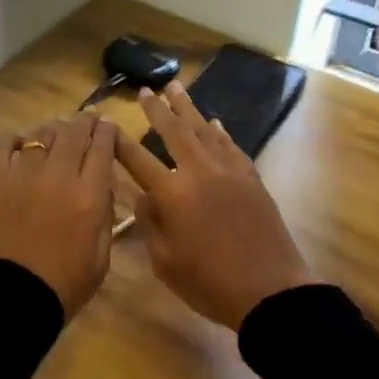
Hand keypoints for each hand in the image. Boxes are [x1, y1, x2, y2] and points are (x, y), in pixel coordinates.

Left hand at [0, 113, 119, 313]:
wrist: (7, 301)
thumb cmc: (62, 287)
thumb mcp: (101, 258)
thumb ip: (105, 217)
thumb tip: (102, 188)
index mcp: (89, 195)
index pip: (102, 147)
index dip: (107, 131)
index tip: (109, 125)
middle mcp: (58, 175)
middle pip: (73, 132)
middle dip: (84, 122)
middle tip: (88, 119)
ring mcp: (22, 173)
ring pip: (41, 134)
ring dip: (53, 130)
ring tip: (56, 132)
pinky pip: (2, 145)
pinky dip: (12, 140)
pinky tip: (18, 145)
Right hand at [117, 81, 314, 329]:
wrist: (270, 291)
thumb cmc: (211, 284)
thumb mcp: (166, 262)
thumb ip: (151, 224)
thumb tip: (145, 196)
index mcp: (173, 194)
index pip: (138, 160)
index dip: (120, 143)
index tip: (107, 125)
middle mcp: (199, 172)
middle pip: (174, 132)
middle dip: (157, 110)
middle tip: (146, 90)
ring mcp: (229, 171)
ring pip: (204, 130)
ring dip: (188, 108)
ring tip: (176, 88)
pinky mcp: (252, 178)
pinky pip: (231, 146)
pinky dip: (220, 132)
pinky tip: (214, 123)